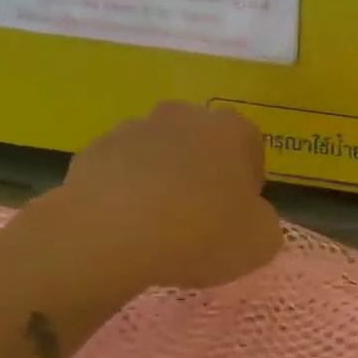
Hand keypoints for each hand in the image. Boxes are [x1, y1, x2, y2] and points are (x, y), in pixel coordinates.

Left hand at [7, 102, 281, 323]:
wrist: (109, 236)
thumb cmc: (200, 232)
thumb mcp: (260, 241)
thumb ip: (264, 221)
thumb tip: (250, 216)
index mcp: (231, 129)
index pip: (251, 148)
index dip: (248, 184)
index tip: (239, 215)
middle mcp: (184, 116)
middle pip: (203, 145)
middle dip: (204, 174)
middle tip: (201, 220)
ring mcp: (133, 129)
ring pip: (159, 155)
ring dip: (164, 180)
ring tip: (159, 227)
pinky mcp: (92, 151)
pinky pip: (121, 171)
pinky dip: (126, 192)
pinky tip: (126, 226)